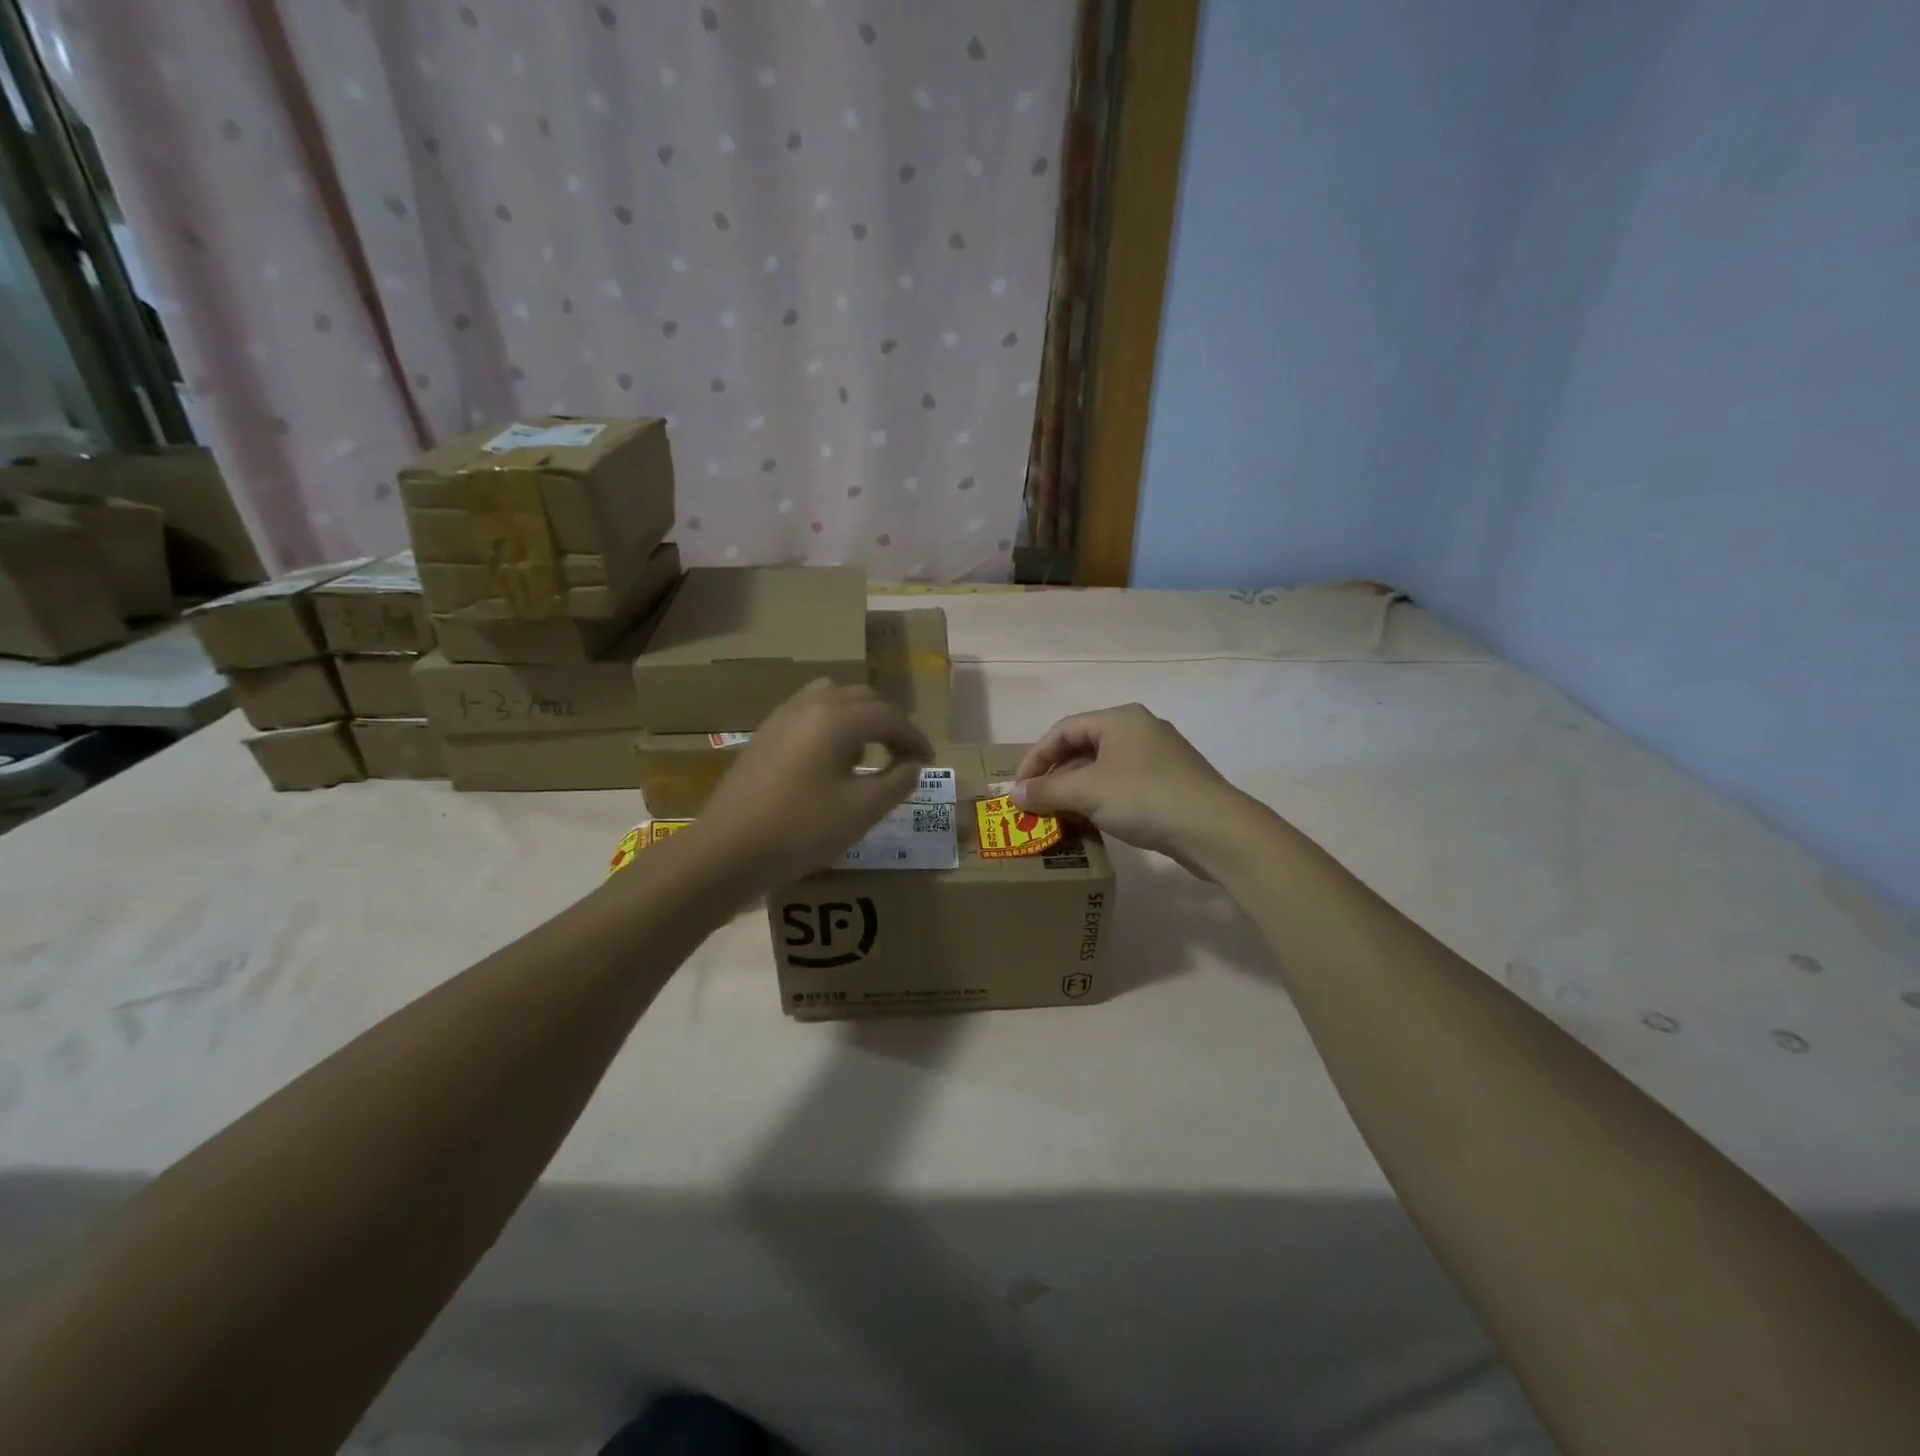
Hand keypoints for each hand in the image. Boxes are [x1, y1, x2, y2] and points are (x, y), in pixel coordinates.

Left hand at [688, 679, 932, 893]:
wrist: (728, 850)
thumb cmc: (802, 829)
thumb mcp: (862, 810)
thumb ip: (897, 782)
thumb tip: (912, 765)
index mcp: (837, 719)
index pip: (889, 716)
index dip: (914, 738)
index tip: (929, 762)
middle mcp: (810, 705)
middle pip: (862, 697)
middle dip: (890, 722)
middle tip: (904, 754)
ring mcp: (782, 716)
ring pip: (833, 698)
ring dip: (858, 717)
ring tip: (866, 752)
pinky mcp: (765, 734)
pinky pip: (809, 712)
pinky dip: (831, 723)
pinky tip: (830, 759)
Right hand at [1012, 704, 1259, 872]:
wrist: (1214, 829)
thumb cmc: (1144, 798)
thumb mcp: (1087, 792)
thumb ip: (1046, 790)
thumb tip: (1014, 794)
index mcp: (1119, 719)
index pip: (1063, 730)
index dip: (1035, 758)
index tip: (1018, 789)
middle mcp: (1139, 729)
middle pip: (1083, 747)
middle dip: (1056, 776)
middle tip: (1037, 803)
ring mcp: (1159, 756)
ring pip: (1104, 767)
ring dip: (1077, 790)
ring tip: (1060, 815)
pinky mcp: (1172, 782)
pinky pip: (1124, 784)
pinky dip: (1102, 798)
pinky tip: (1094, 821)